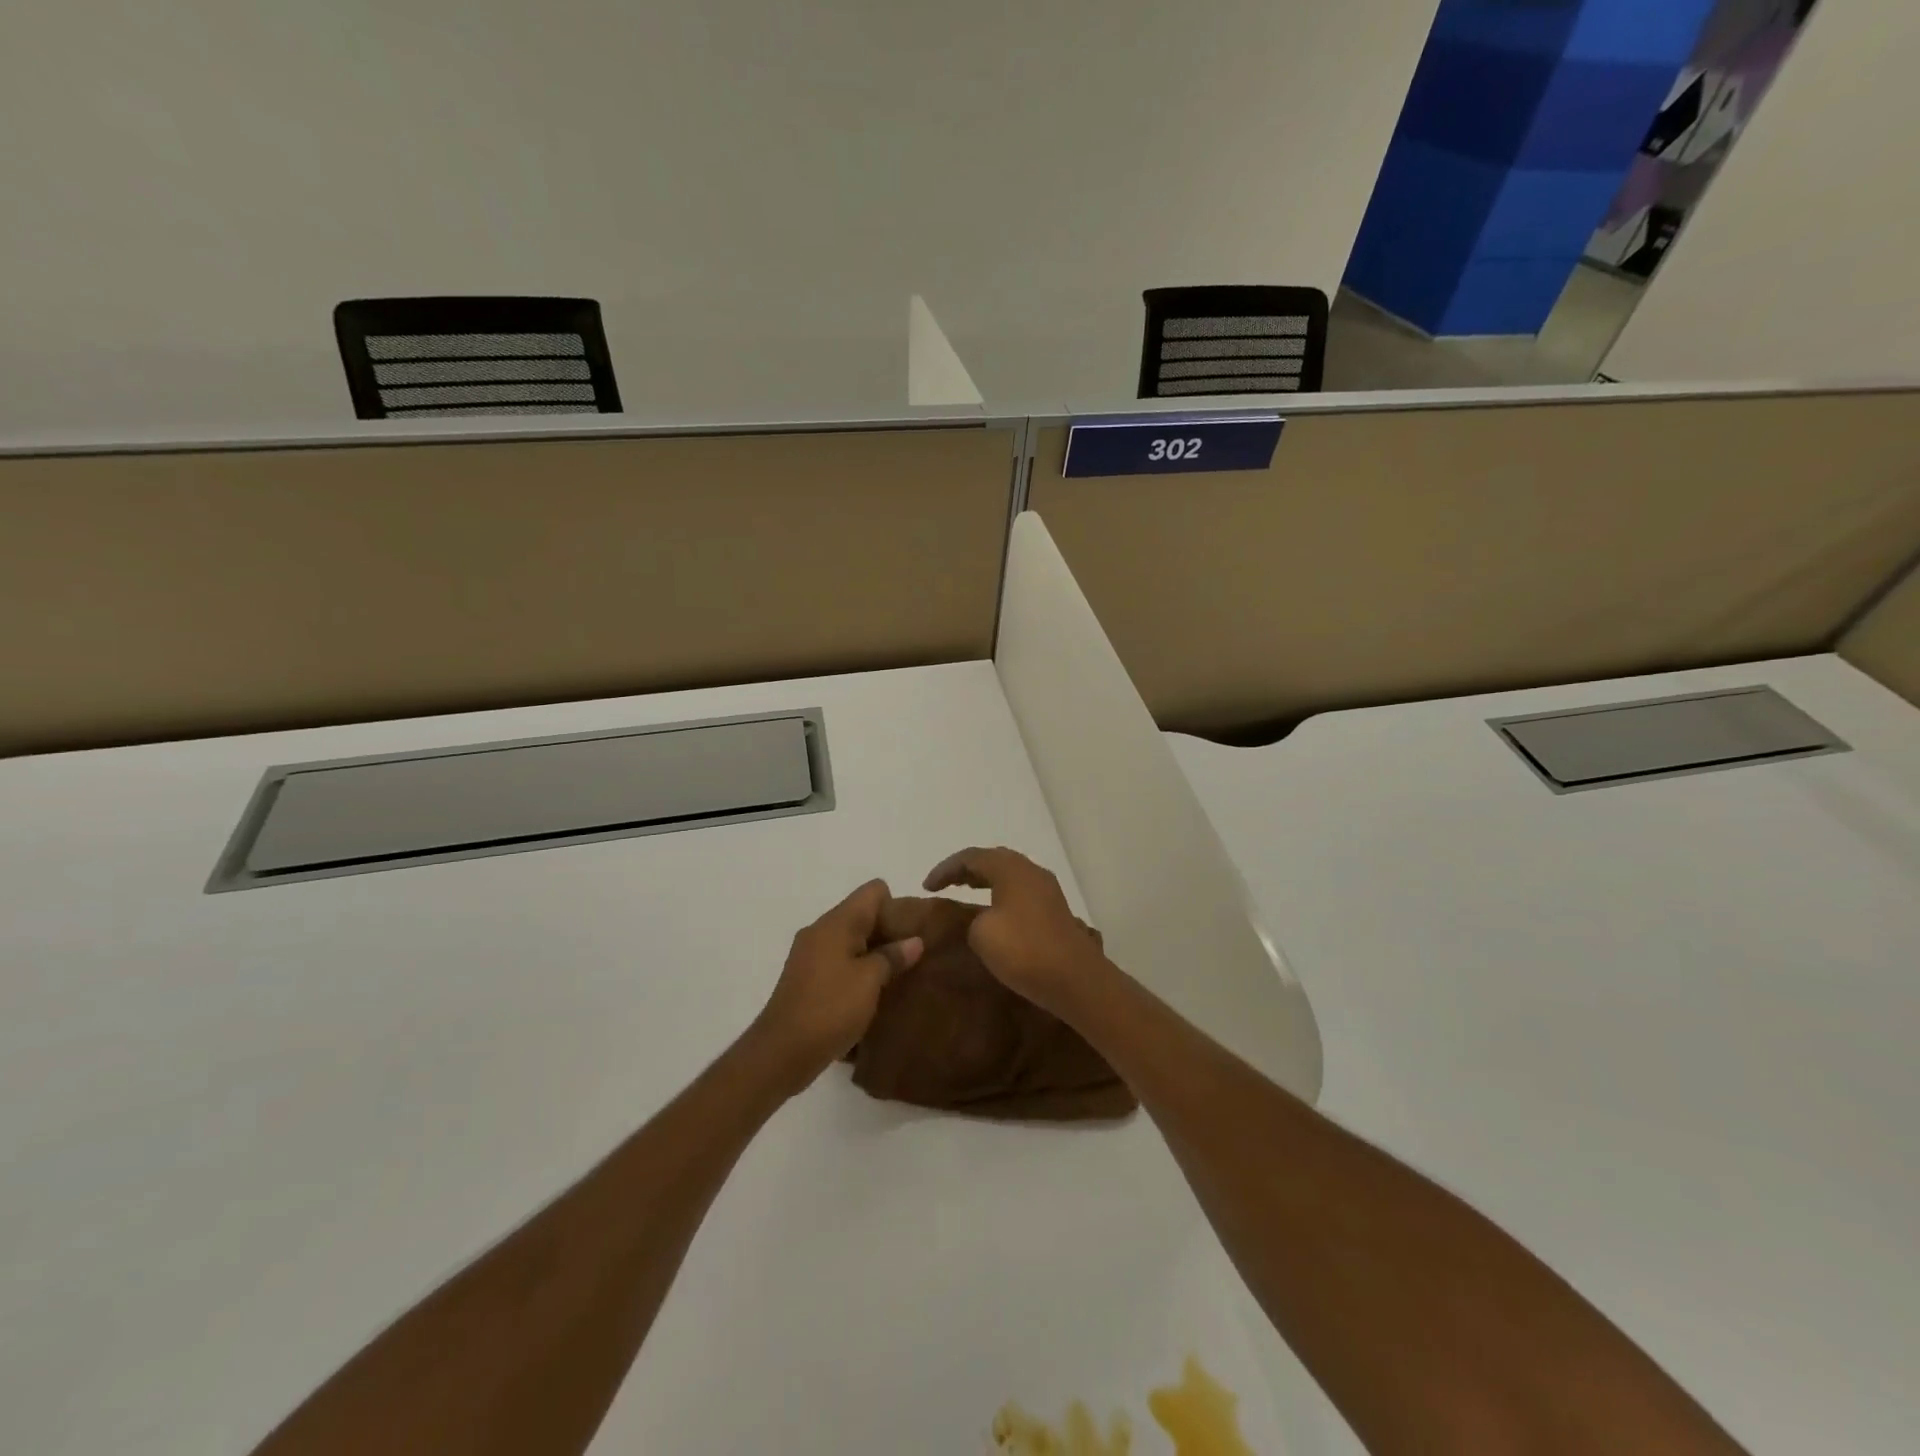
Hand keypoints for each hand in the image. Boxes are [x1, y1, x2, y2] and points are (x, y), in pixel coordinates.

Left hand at [750, 879, 923, 1093]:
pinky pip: (839, 961)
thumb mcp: (870, 981)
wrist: (781, 1052)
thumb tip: (914, 941)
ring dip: (874, 953)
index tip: (913, 931)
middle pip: (862, 914)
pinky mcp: (806, 978)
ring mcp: (810, 955)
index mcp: (836, 922)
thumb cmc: (830, 1008)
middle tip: (914, 955)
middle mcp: (820, 931)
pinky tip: (873, 992)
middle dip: (889, 931)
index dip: (897, 904)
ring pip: (851, 939)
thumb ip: (893, 956)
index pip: (873, 891)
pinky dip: (857, 969)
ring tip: (898, 975)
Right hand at [923, 847, 1110, 1018]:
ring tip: (965, 894)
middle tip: (945, 884)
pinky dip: (1000, 895)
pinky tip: (994, 913)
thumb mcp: (982, 933)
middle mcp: (1031, 871)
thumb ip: (972, 919)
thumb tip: (982, 919)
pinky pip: (1020, 892)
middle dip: (966, 870)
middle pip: (993, 860)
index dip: (946, 869)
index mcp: (1011, 868)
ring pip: (1009, 876)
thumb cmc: (1024, 950)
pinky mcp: (1054, 911)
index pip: (971, 857)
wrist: (1076, 979)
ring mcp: (1047, 891)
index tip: (926, 887)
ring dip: (985, 881)